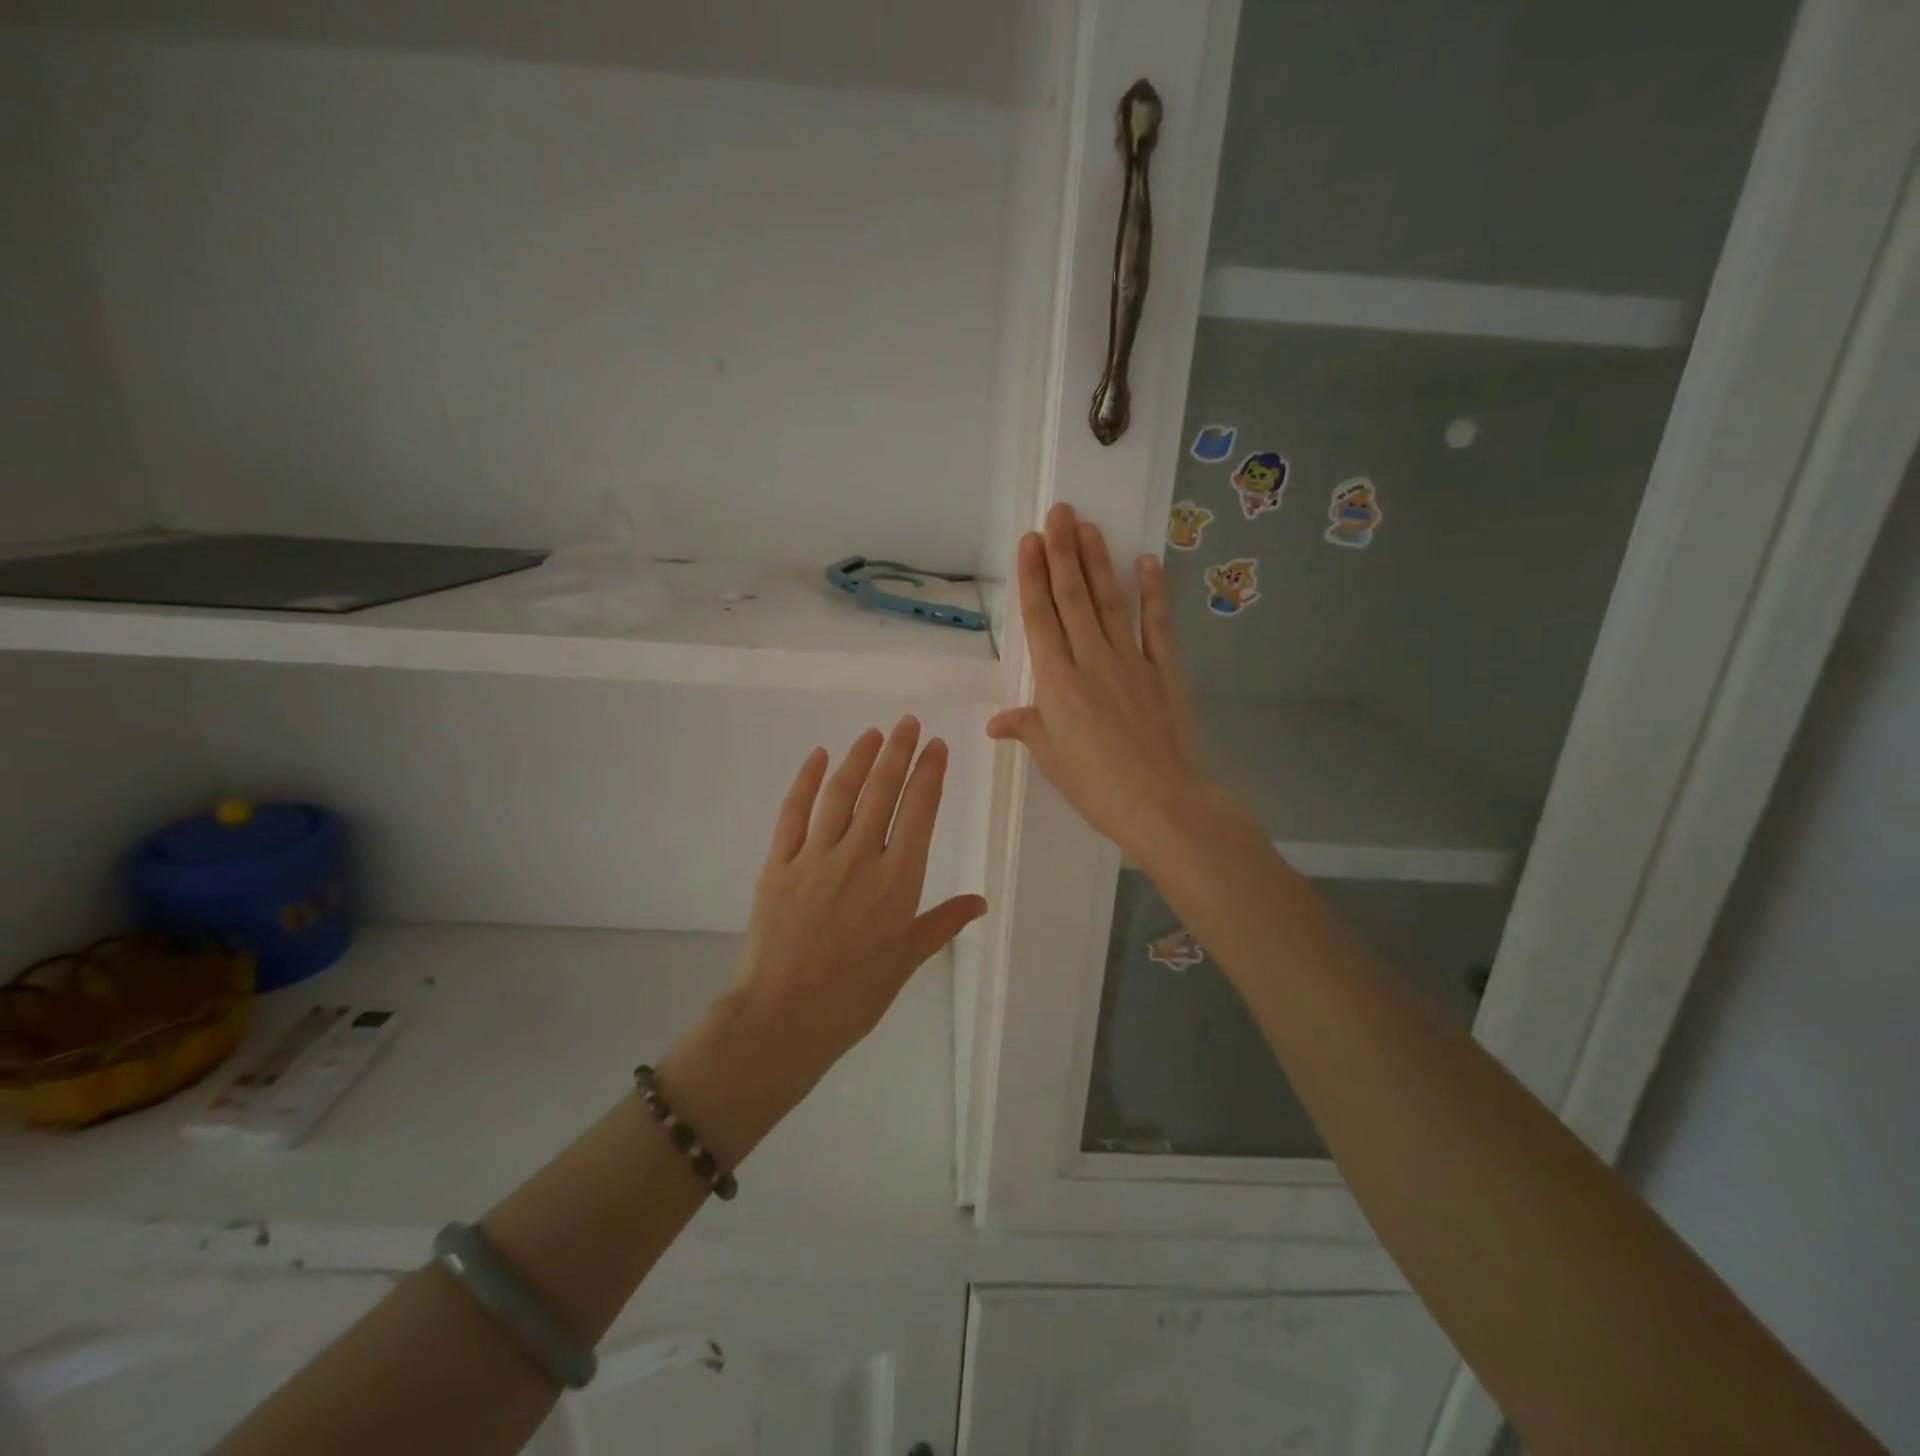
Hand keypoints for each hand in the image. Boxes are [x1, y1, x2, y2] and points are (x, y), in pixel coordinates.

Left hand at [732, 718, 986, 1088]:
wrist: (784, 1018)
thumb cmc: (854, 995)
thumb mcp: (906, 960)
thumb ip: (942, 923)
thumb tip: (980, 902)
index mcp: (897, 881)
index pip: (919, 812)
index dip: (930, 774)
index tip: (937, 746)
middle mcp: (860, 858)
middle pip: (882, 792)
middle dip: (899, 752)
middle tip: (909, 723)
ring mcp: (815, 857)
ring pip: (841, 794)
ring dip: (859, 759)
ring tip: (873, 734)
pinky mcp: (778, 864)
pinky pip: (793, 813)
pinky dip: (805, 781)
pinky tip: (817, 756)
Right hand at [987, 503, 1230, 864]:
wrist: (1162, 803)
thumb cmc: (1096, 787)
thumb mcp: (1052, 760)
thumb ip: (1027, 729)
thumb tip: (996, 721)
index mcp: (1056, 683)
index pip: (1040, 619)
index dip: (1033, 578)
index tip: (1030, 542)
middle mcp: (1091, 660)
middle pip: (1073, 598)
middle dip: (1063, 553)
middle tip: (1059, 512)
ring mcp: (1131, 661)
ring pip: (1110, 602)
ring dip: (1098, 562)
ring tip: (1089, 527)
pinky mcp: (1165, 670)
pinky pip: (1156, 624)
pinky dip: (1153, 592)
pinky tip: (1148, 563)